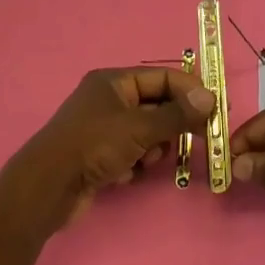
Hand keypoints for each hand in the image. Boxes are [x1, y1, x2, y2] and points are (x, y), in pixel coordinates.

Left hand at [4, 66, 215, 233]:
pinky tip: (127, 175)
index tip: (216, 109)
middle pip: (156, 105)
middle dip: (173, 124)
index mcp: (113, 82)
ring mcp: (102, 129)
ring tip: (147, 160)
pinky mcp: (99, 156)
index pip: (162, 77)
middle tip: (200, 138)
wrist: (48, 187)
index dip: (191, 91)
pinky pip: (131, 153)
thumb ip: (177, 115)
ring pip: (146, 133)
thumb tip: (210, 98)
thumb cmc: (94, 146)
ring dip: (154, 148)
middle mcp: (108, 100)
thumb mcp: (140, 128)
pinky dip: (135, 164)